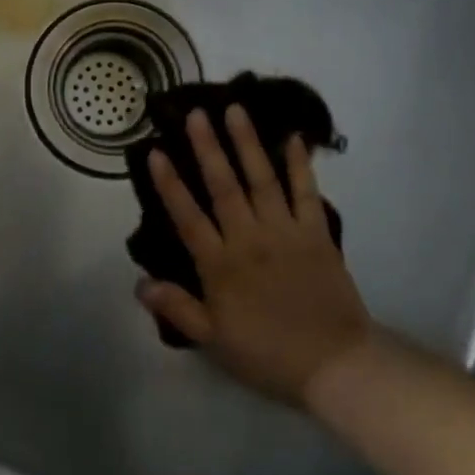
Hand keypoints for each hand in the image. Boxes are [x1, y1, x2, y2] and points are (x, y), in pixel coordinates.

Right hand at [137, 104, 381, 405]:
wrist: (335, 364)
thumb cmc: (268, 354)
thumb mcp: (213, 340)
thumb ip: (177, 308)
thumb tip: (139, 282)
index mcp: (220, 265)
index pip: (187, 217)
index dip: (170, 184)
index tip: (156, 152)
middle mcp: (249, 239)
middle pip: (223, 186)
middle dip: (207, 147)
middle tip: (196, 113)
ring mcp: (285, 232)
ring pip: (262, 179)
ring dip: (247, 143)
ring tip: (235, 110)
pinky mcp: (317, 233)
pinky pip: (306, 192)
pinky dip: (299, 164)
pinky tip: (292, 138)